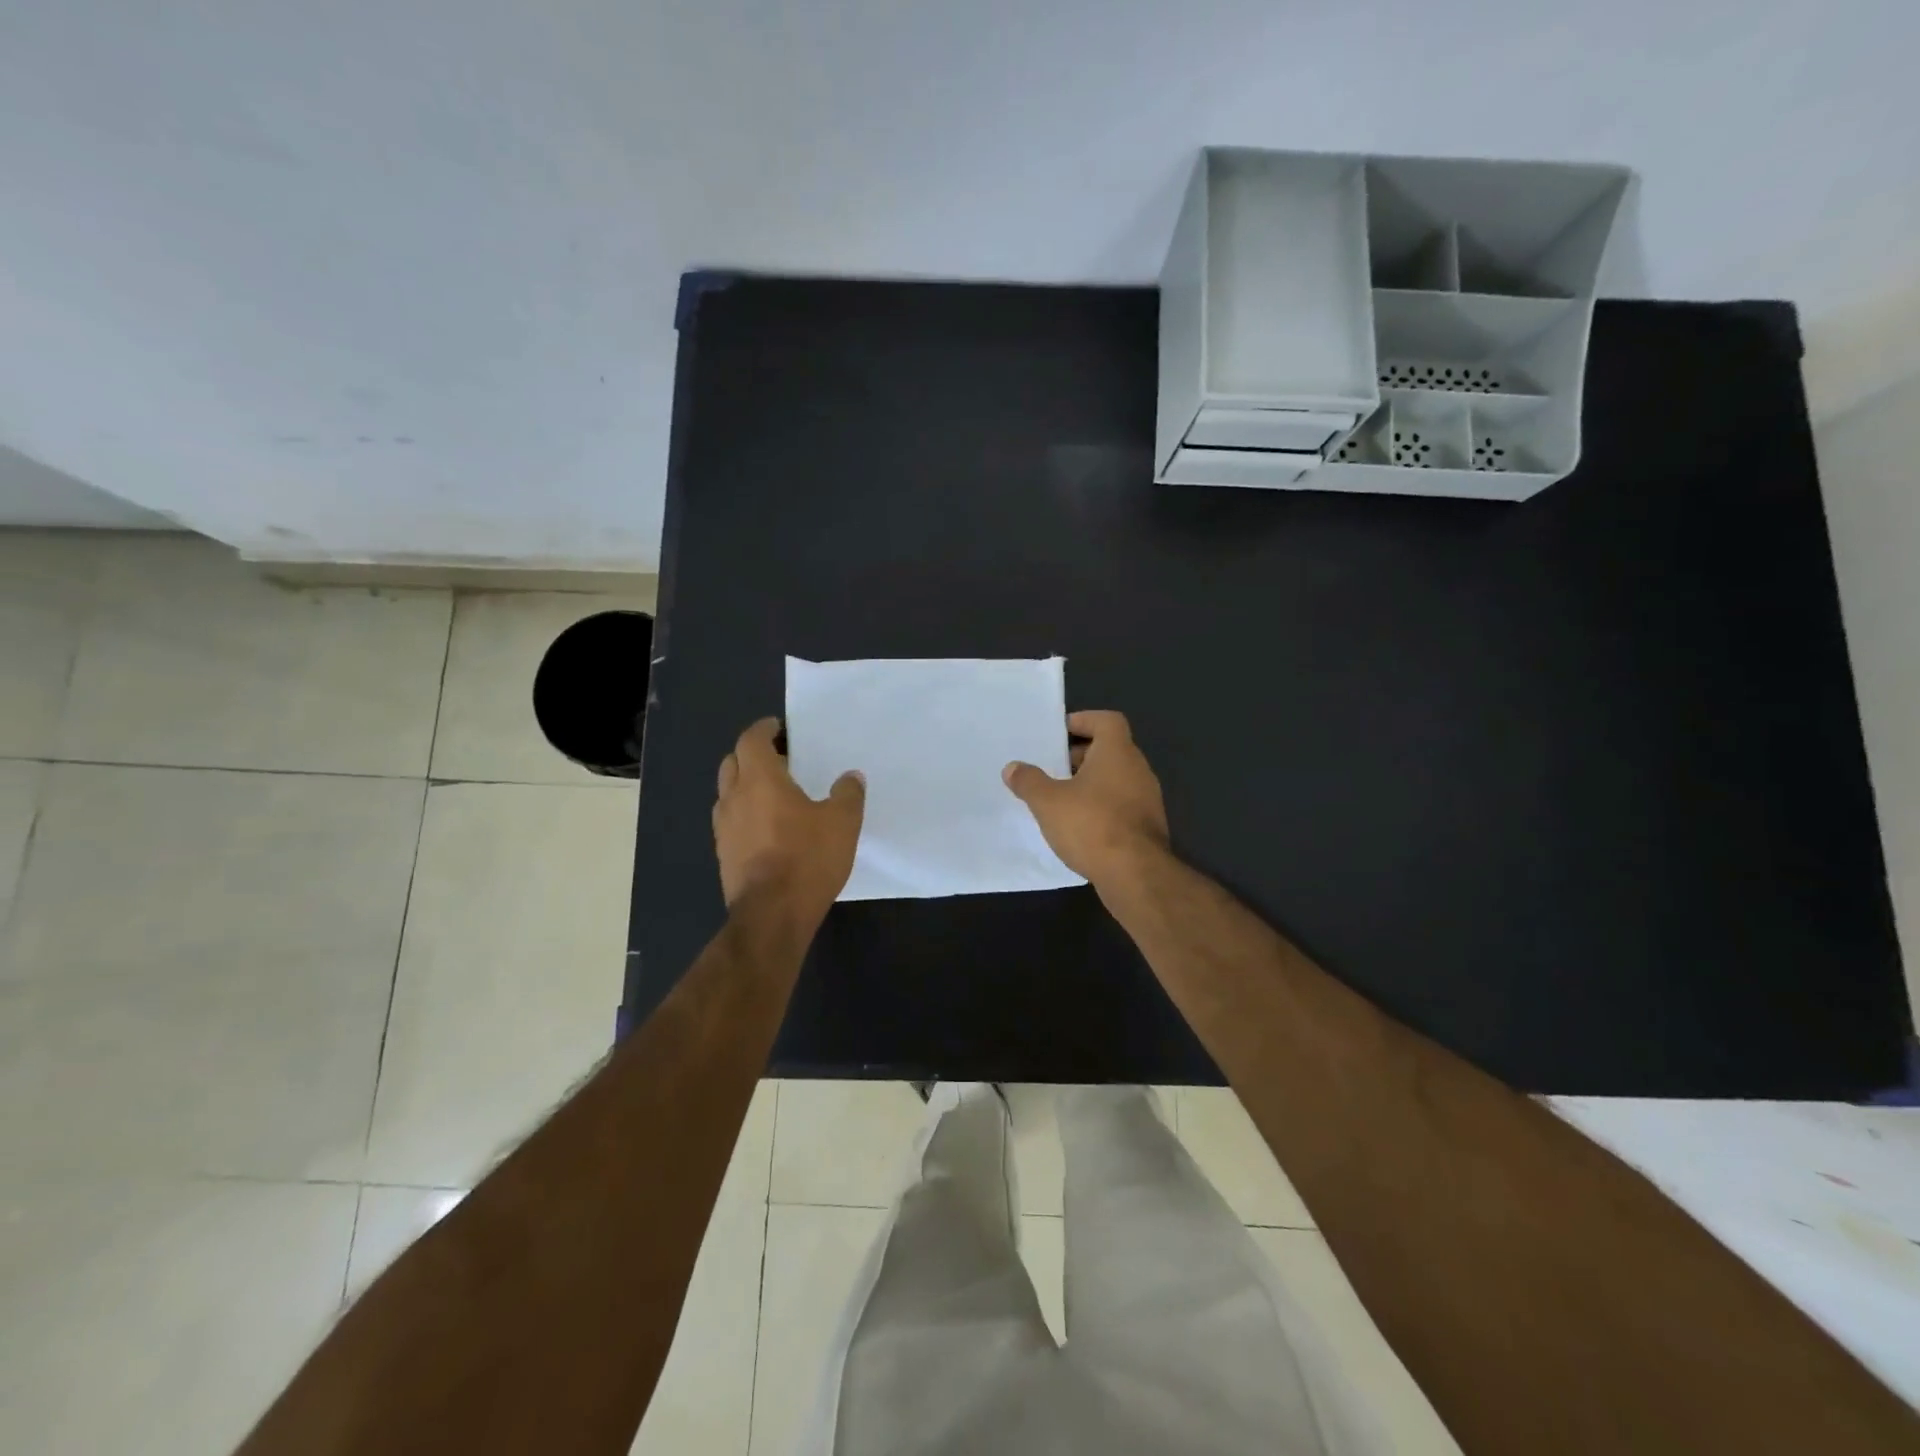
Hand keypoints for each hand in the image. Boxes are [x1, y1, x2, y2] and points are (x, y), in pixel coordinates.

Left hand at [713, 718, 864, 916]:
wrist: (772, 915)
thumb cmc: (807, 858)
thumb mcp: (842, 823)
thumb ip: (848, 794)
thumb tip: (851, 777)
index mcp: (760, 780)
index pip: (751, 741)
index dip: (764, 730)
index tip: (778, 728)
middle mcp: (734, 798)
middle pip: (733, 763)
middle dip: (752, 755)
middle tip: (781, 759)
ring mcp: (723, 828)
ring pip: (728, 793)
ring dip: (746, 786)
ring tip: (774, 794)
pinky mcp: (724, 855)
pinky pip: (731, 821)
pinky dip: (745, 814)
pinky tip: (768, 829)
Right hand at [1003, 710, 1168, 885]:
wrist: (1135, 874)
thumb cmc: (1091, 825)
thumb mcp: (1048, 802)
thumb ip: (1029, 781)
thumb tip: (1012, 768)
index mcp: (1118, 752)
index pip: (1107, 720)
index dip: (1084, 720)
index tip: (1061, 732)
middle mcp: (1138, 769)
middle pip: (1111, 749)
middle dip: (1082, 755)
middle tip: (1054, 766)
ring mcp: (1147, 799)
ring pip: (1117, 779)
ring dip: (1092, 783)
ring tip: (1062, 798)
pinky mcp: (1148, 826)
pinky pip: (1122, 804)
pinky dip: (1102, 806)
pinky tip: (1081, 825)